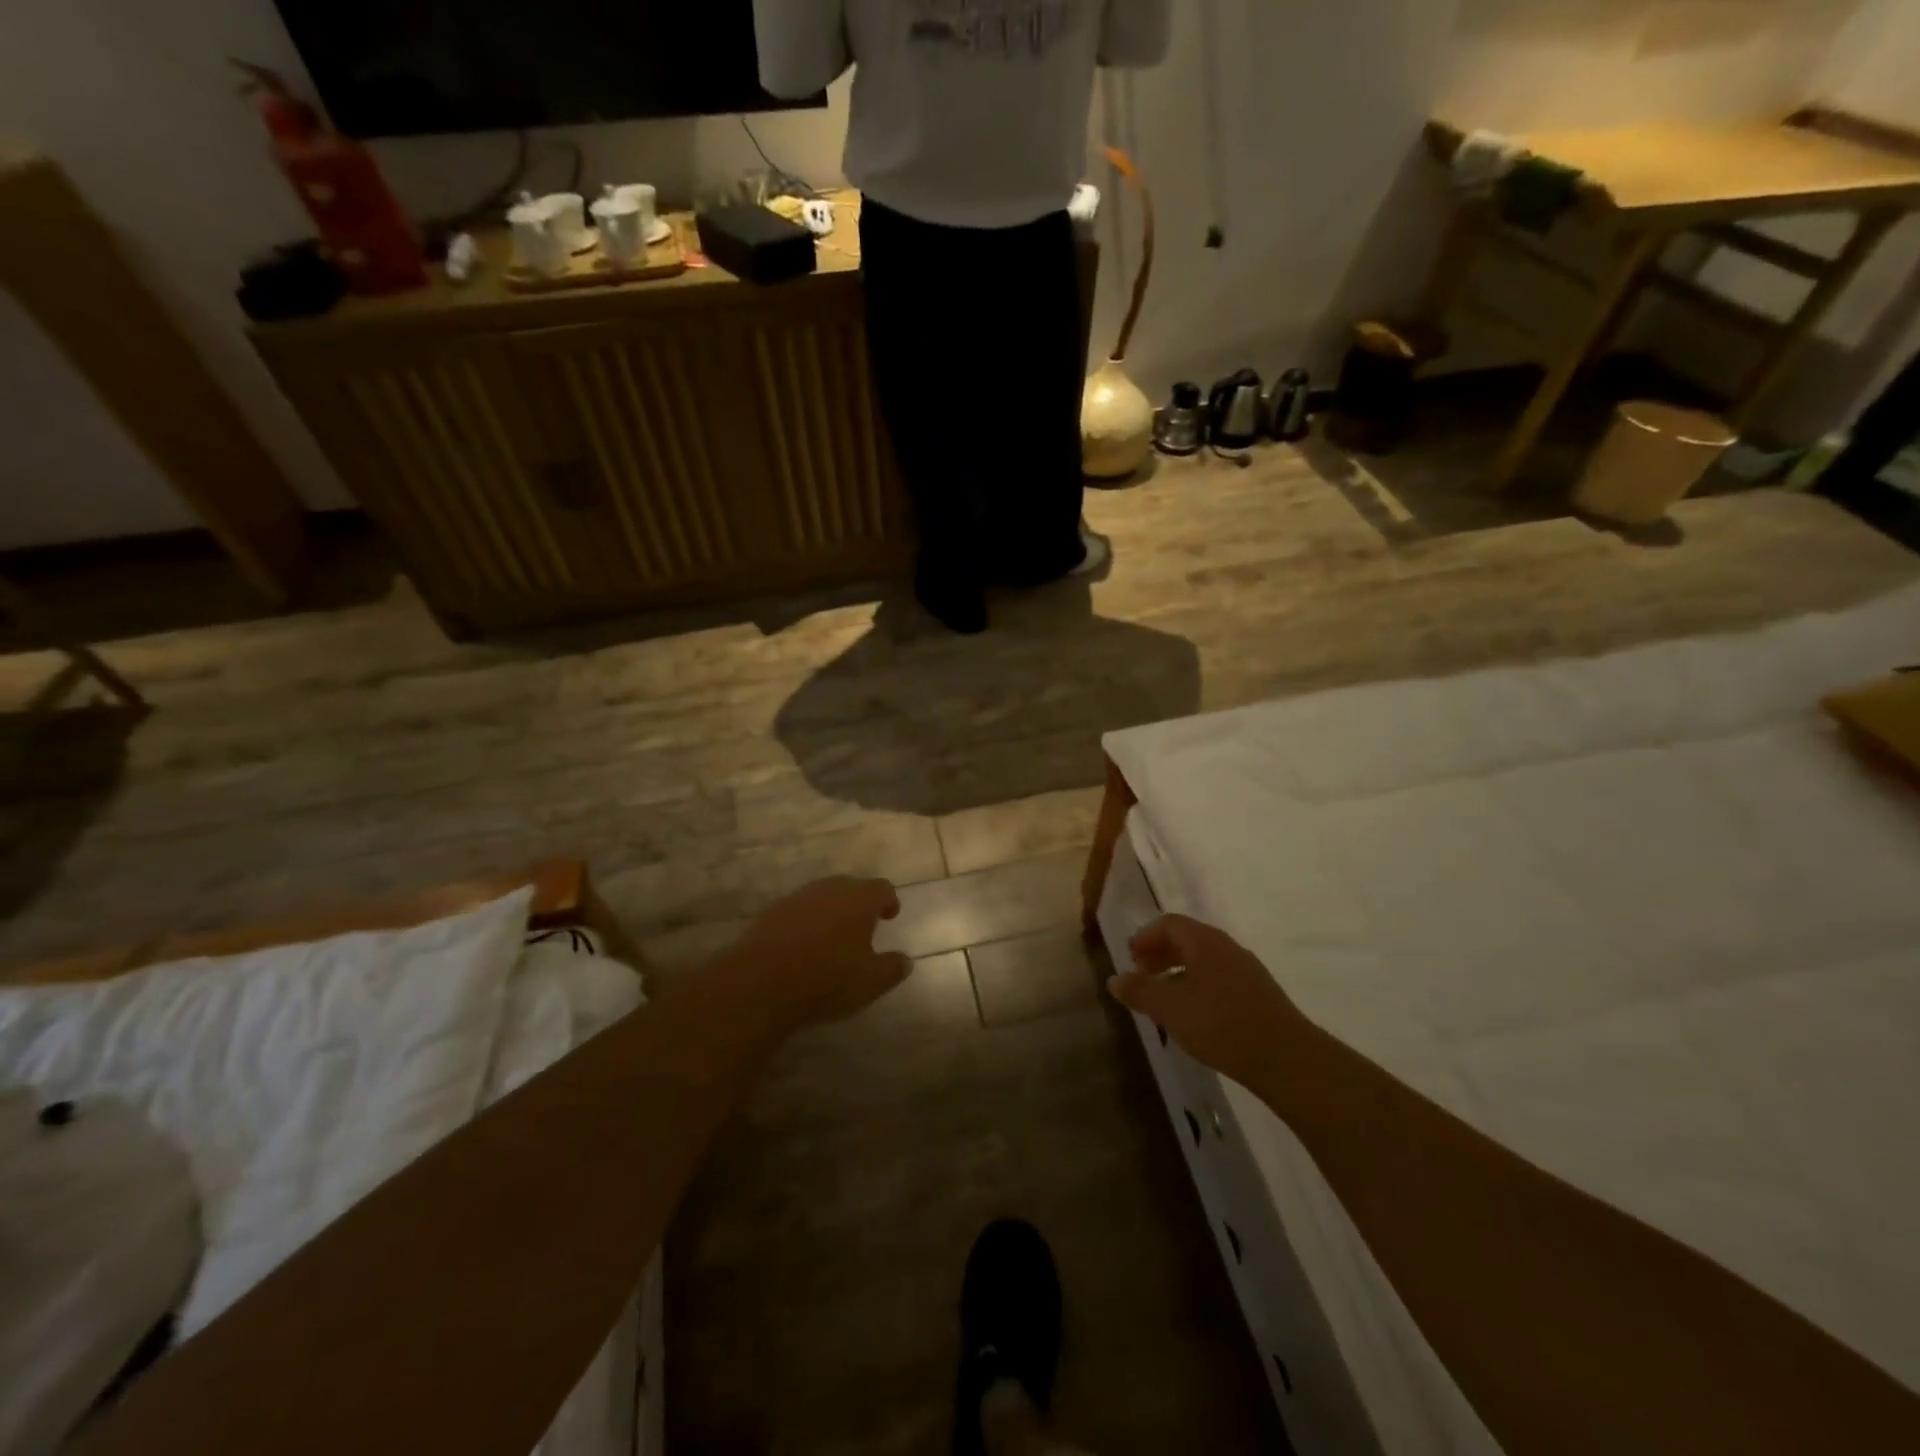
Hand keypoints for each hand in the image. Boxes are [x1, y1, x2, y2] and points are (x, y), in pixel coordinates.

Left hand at [722, 877, 909, 1033]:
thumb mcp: (870, 982)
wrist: (760, 984)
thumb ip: (892, 968)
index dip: (888, 901)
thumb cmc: (826, 980)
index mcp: (859, 899)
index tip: (890, 915)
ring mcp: (796, 898)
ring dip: (830, 912)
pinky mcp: (770, 913)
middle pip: (850, 887)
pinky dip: (805, 923)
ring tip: (833, 937)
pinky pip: (797, 912)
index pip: (882, 888)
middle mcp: (829, 889)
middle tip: (863, 925)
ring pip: (821, 897)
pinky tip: (803, 946)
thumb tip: (905, 961)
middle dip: (859, 903)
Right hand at [1108, 915, 1305, 1085]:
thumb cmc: (1220, 1023)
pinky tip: (1195, 1017)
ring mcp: (1247, 970)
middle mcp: (1227, 947)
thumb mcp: (1170, 1008)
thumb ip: (1140, 991)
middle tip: (1143, 976)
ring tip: (1165, 1000)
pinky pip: (1220, 979)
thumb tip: (1114, 978)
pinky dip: (1199, 987)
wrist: (1286, 1058)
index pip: (1169, 923)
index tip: (1130, 960)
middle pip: (1187, 939)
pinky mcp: (1260, 995)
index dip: (1145, 937)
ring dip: (1179, 972)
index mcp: (1204, 941)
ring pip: (1205, 961)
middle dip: (1161, 954)